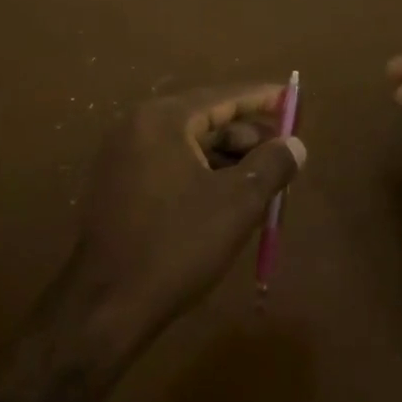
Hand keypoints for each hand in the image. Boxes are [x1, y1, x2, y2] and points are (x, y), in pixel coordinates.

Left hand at [64, 84, 304, 349]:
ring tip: (262, 181)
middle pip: (204, 119)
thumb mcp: (237, 204)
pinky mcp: (117, 185)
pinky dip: (201, 173)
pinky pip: (169, 165)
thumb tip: (295, 144)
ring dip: (226, 159)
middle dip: (246, 136)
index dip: (261, 98)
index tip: (292, 98)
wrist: (106, 305)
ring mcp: (122, 156)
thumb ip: (271, 166)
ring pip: (188, 145)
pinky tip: (227, 198)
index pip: (222, 97)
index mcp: (162, 120)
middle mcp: (137, 127)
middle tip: (283, 153)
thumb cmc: (176, 245)